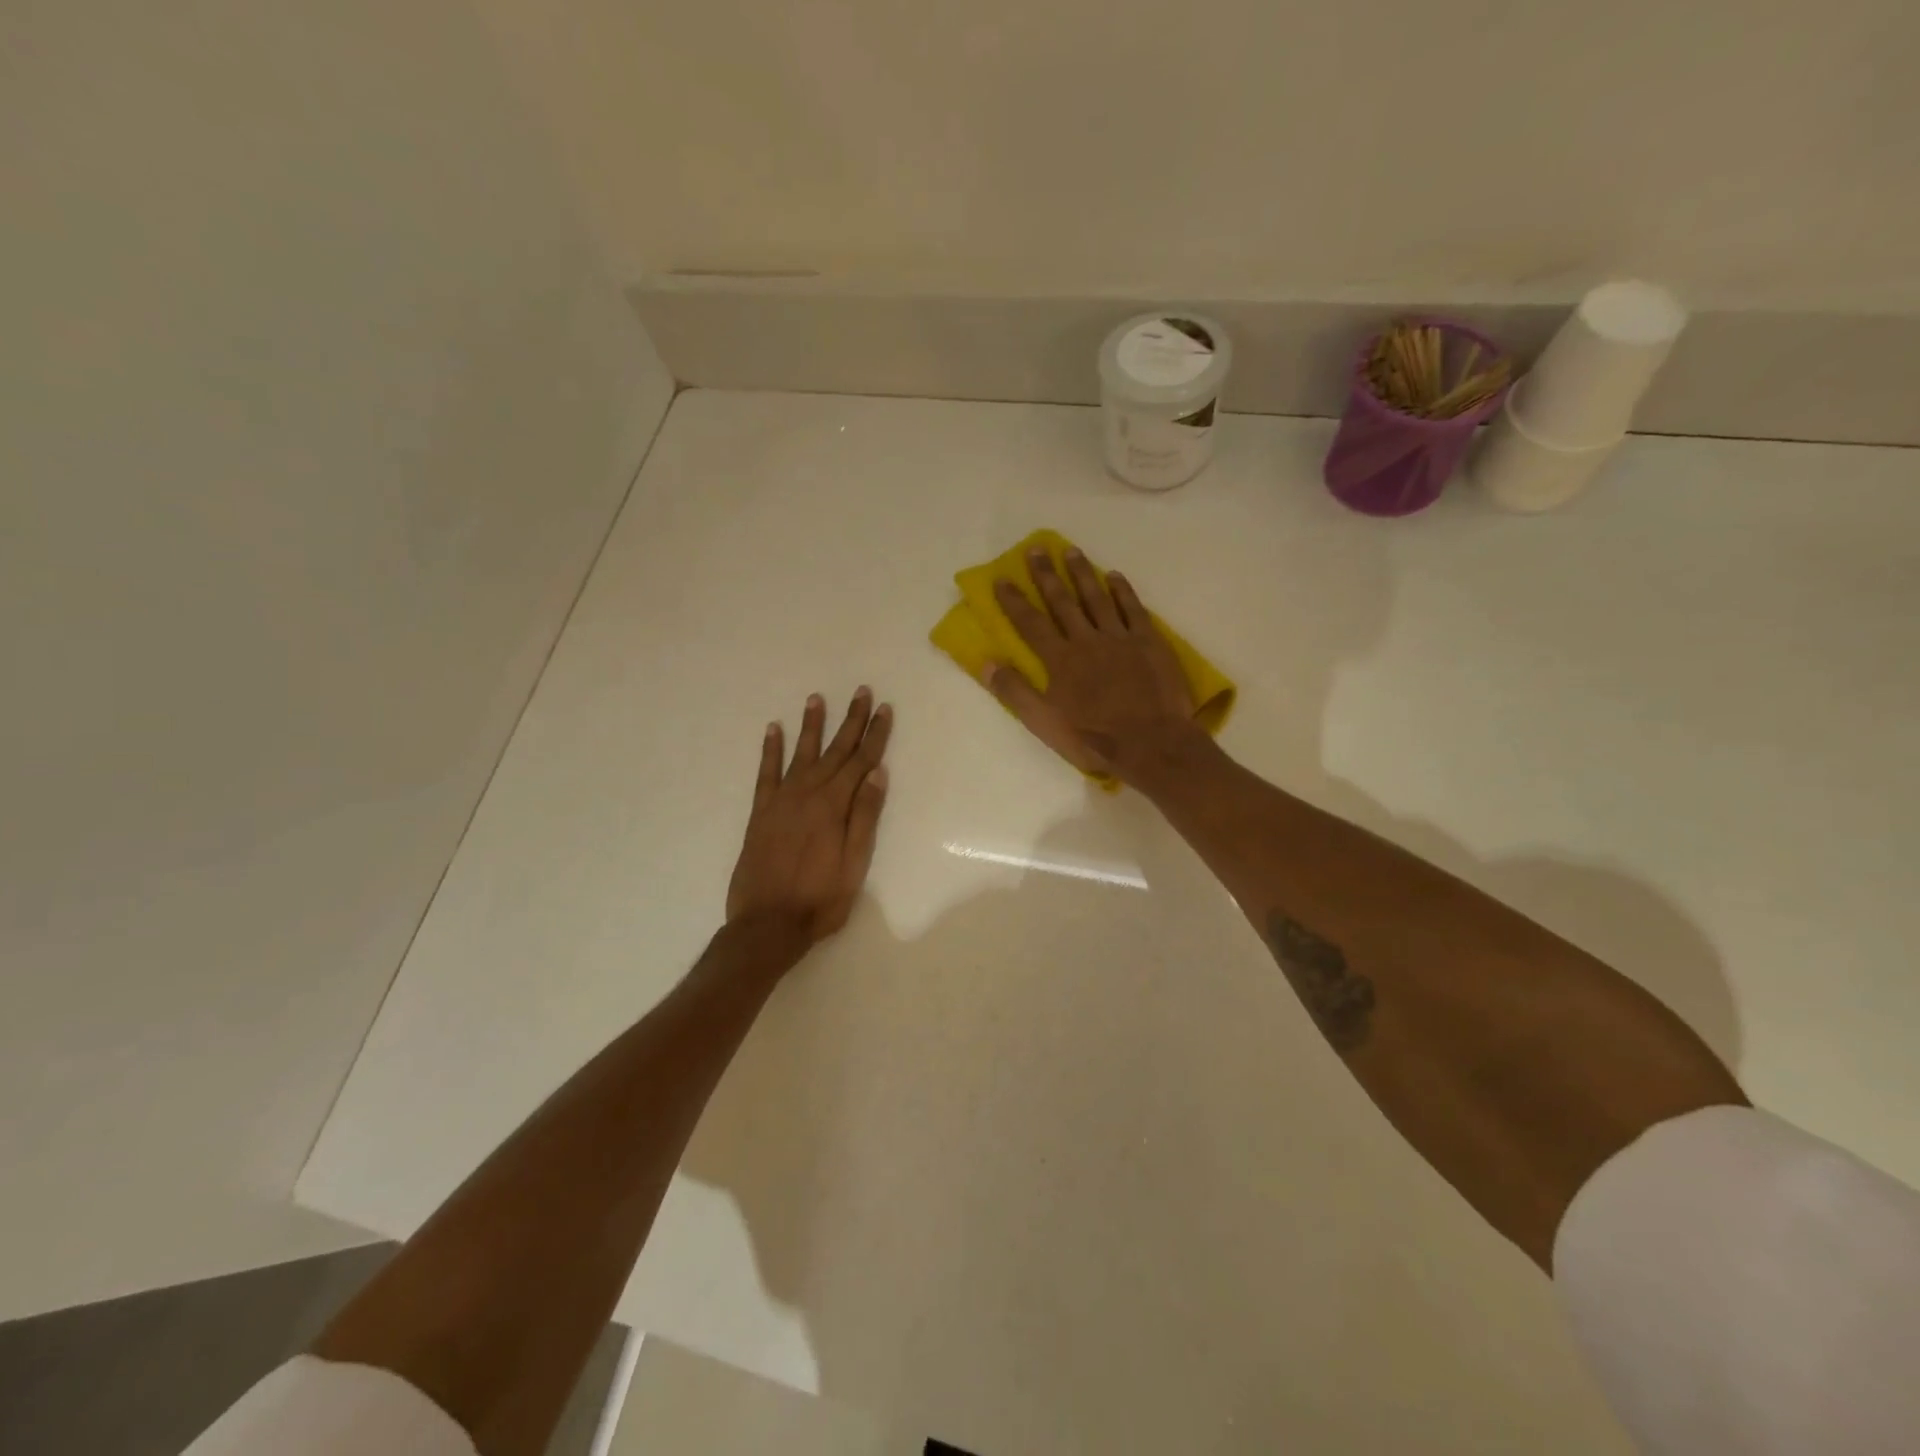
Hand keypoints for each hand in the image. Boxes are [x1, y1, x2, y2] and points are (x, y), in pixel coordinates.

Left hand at [726, 688, 892, 950]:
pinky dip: (770, 750)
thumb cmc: (820, 899)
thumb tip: (878, 774)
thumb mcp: (854, 863)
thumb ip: (865, 816)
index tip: (884, 709)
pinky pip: (766, 773)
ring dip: (811, 726)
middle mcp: (808, 794)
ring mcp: (781, 800)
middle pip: (835, 751)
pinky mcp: (760, 812)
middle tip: (861, 691)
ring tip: (816, 699)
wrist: (767, 924)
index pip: (861, 761)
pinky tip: (773, 730)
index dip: (874, 734)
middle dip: (851, 720)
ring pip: (801, 754)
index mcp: (834, 806)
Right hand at [987, 547, 1196, 780]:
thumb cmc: (1093, 738)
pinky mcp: (1149, 642)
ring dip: (1082, 574)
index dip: (1014, 601)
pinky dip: (1122, 591)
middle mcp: (1086, 640)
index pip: (1031, 623)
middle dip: (1046, 575)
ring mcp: (1120, 638)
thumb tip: (986, 662)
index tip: (1002, 578)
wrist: (1151, 743)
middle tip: (1036, 549)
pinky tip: (1114, 576)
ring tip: (1071, 551)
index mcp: (1059, 660)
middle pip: (1062, 602)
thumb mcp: (1044, 723)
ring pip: (1097, 598)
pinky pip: (1133, 609)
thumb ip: (1014, 691)